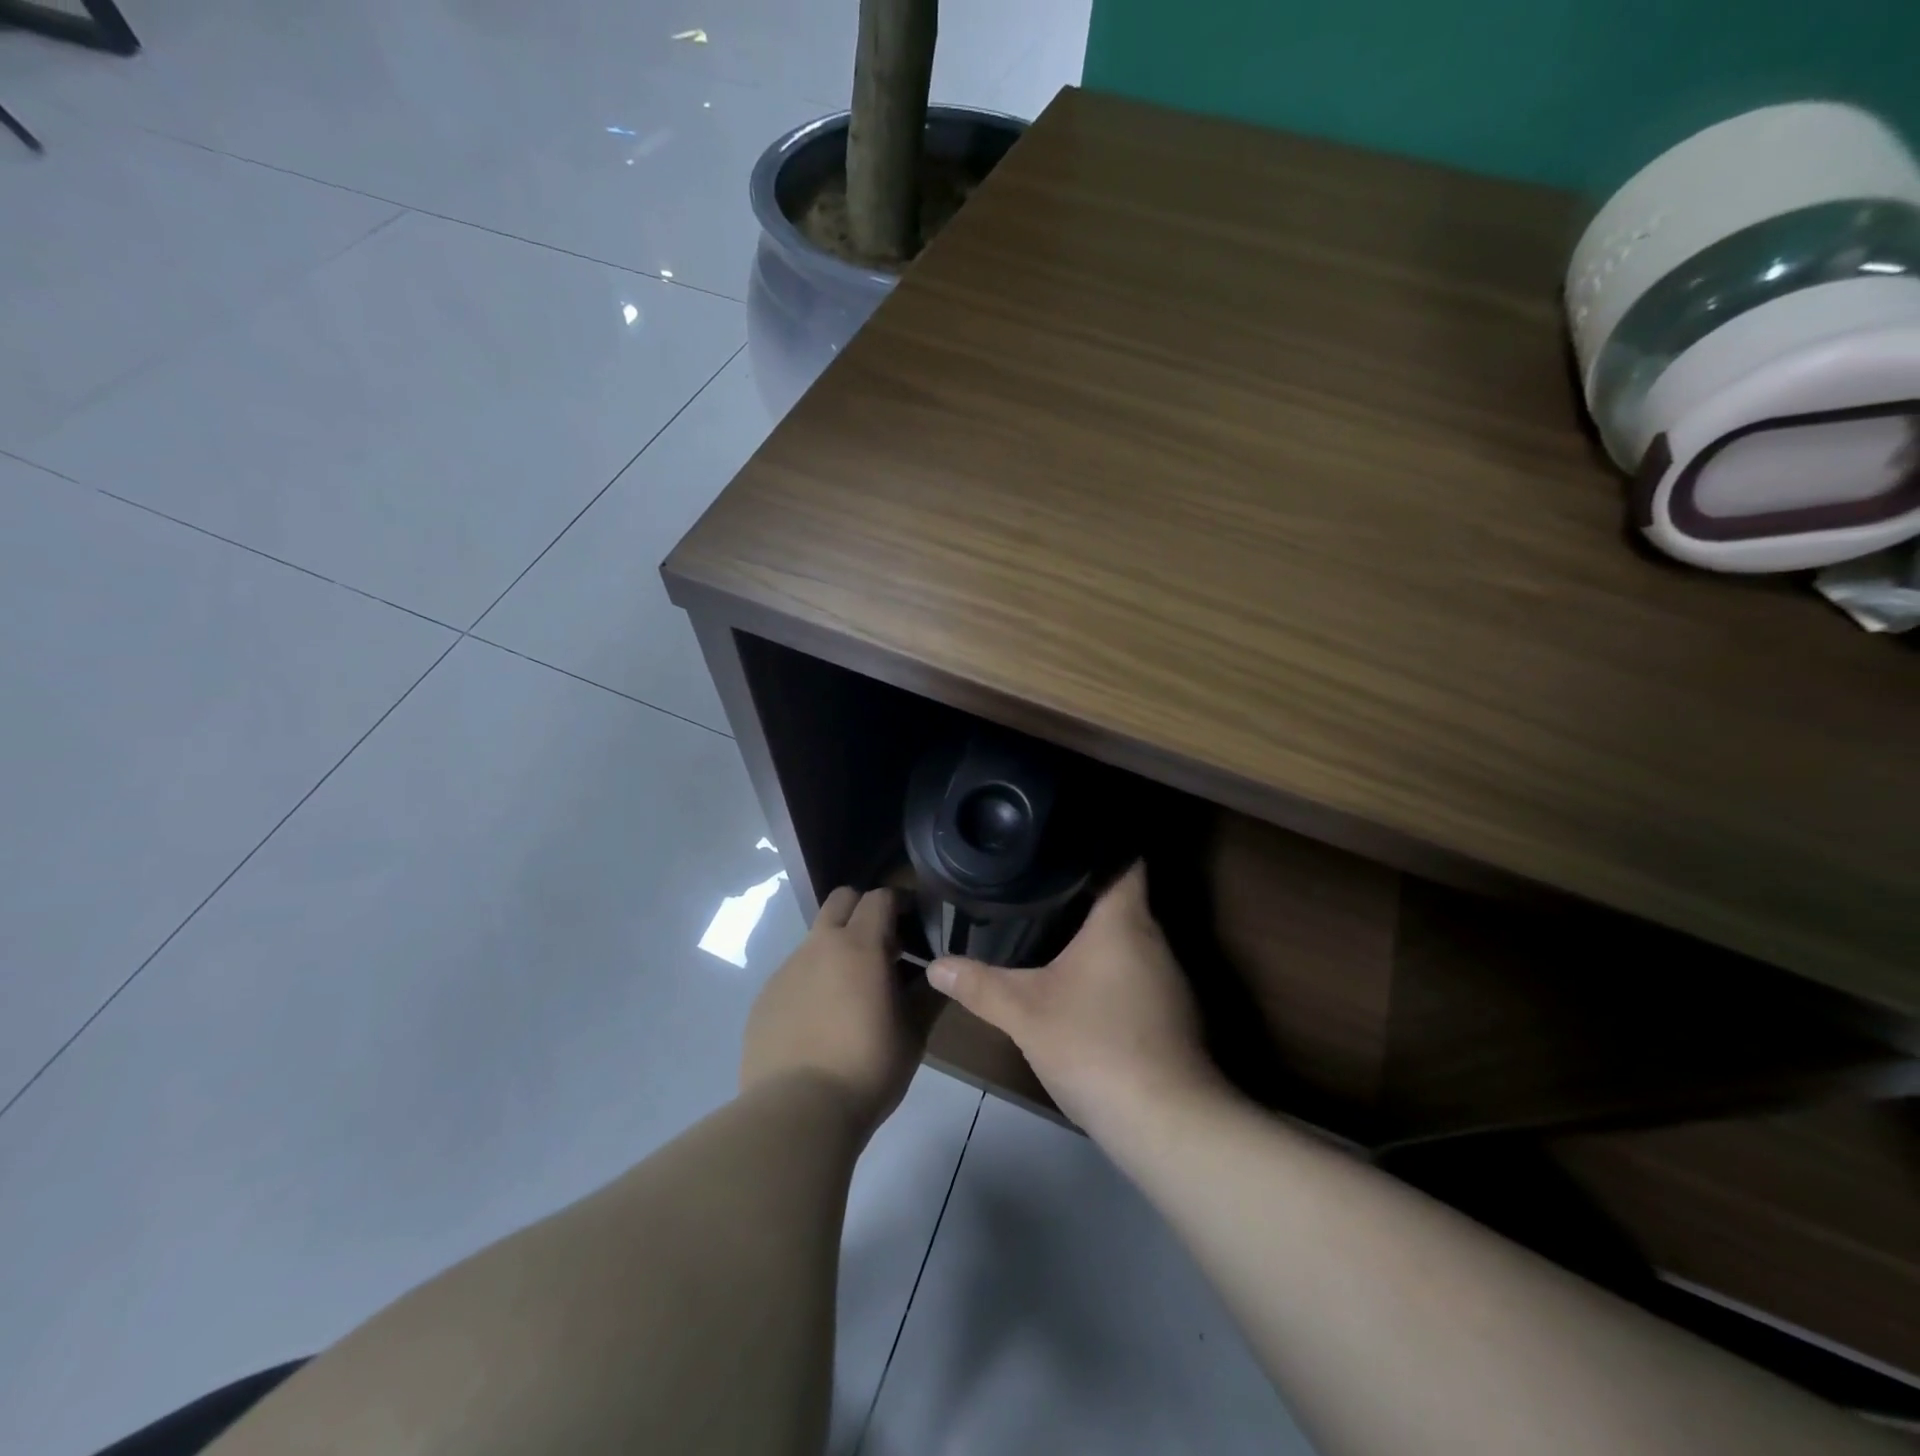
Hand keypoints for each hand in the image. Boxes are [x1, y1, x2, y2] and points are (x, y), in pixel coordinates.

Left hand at [740, 886, 928, 1141]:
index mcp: (859, 946)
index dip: (900, 904)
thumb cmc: (866, 1068)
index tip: (913, 926)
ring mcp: (786, 970)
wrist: (796, 1114)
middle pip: (841, 900)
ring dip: (836, 952)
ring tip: (850, 998)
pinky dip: (812, 984)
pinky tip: (819, 1025)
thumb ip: (925, 994)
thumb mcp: (913, 1034)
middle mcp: (819, 946)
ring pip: (815, 940)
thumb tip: (935, 972)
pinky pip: (794, 975)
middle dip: (863, 911)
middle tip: (881, 949)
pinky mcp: (764, 998)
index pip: (880, 897)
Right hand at [926, 863, 1223, 1139]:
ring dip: (1098, 935)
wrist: (1166, 1122)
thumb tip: (934, 964)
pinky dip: (1110, 970)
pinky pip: (1137, 974)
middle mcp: (1155, 940)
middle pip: (1123, 899)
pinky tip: (1081, 985)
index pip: (1124, 860)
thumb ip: (979, 985)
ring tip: (1053, 925)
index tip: (1063, 840)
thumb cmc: (1096, 1045)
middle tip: (1038, 883)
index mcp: (1125, 922)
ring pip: (1130, 940)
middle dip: (1084, 892)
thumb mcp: (1025, 1013)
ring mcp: (1169, 980)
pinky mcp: (1173, 1015)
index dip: (1099, 844)